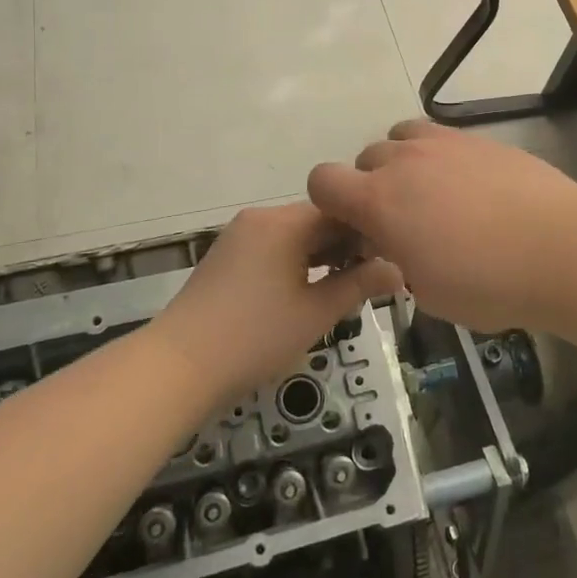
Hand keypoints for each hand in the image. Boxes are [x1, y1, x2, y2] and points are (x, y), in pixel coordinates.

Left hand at [156, 204, 401, 402]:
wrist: (178, 365)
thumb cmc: (255, 337)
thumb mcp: (316, 313)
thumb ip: (359, 286)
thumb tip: (398, 270)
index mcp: (285, 222)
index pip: (341, 211)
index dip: (369, 233)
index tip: (389, 261)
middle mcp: (261, 217)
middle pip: (316, 220)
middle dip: (345, 246)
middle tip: (370, 280)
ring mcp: (239, 235)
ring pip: (294, 234)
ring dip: (320, 255)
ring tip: (342, 287)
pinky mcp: (226, 255)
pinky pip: (272, 246)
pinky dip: (294, 261)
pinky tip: (305, 290)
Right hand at [308, 120, 576, 333]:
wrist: (559, 248)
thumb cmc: (487, 283)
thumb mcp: (427, 292)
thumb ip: (397, 261)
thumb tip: (398, 245)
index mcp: (379, 201)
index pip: (322, 181)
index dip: (329, 204)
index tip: (356, 230)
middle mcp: (403, 161)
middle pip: (364, 158)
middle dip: (371, 187)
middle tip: (402, 222)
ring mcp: (444, 144)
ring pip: (401, 137)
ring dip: (404, 162)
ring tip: (432, 195)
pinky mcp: (479, 139)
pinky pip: (441, 136)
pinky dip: (440, 156)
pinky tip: (469, 186)